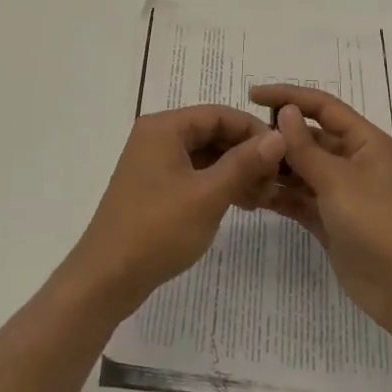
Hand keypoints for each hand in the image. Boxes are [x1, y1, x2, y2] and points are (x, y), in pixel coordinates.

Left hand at [66, 104, 285, 319]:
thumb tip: (280, 136)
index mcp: (164, 127)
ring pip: (205, 156)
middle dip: (247, 153)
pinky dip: (218, 184)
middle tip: (277, 181)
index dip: (254, 130)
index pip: (219, 113)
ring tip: (266, 196)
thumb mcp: (208, 195)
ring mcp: (154, 163)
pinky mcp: (155, 188)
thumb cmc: (157, 230)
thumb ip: (244, 163)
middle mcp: (157, 137)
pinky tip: (243, 204)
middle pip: (212, 133)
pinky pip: (194, 174)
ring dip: (236, 171)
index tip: (284, 154)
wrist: (106, 278)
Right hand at [249, 84, 391, 339]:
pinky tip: (249, 193)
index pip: (321, 106)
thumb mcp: (338, 180)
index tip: (252, 95)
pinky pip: (297, 198)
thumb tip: (284, 111)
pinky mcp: (327, 219)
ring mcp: (338, 191)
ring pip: (299, 169)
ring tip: (238, 166)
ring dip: (273, 167)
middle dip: (276, 136)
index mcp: (363, 141)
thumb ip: (306, 147)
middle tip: (238, 139)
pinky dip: (277, 194)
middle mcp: (351, 160)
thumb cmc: (377, 223)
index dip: (288, 96)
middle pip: (308, 137)